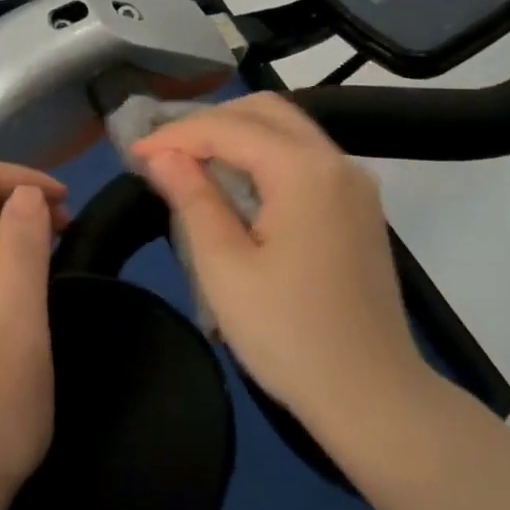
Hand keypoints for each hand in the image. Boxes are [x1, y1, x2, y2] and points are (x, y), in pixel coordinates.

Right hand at [134, 94, 427, 431]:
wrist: (375, 398)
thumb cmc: (290, 336)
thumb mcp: (225, 269)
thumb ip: (192, 199)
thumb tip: (162, 155)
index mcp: (305, 171)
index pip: (228, 128)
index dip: (176, 134)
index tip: (135, 155)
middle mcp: (337, 162)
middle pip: (265, 111)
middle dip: (210, 123)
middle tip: (165, 154)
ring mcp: (355, 183)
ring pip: (288, 130)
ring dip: (238, 136)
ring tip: (192, 165)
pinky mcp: (360, 207)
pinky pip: (306, 157)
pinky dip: (265, 156)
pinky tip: (237, 186)